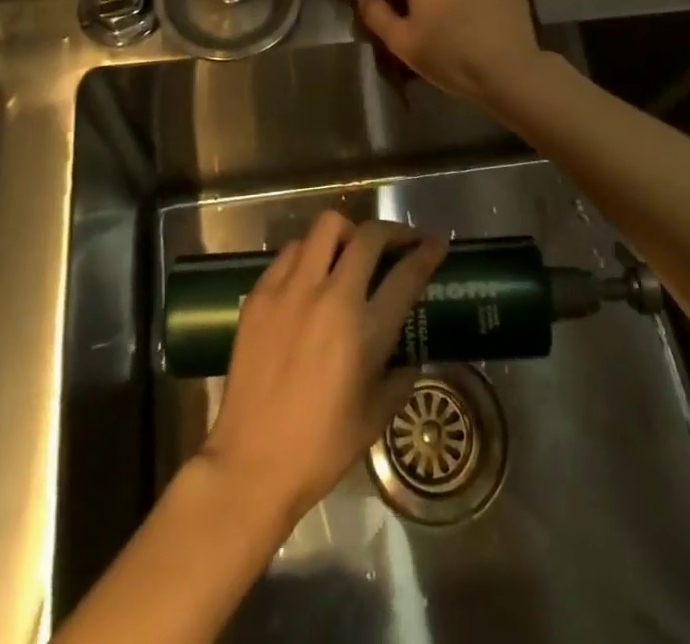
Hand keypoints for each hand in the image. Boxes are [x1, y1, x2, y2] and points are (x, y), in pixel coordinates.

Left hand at [201, 213, 446, 531]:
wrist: (252, 462)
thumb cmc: (322, 447)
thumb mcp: (377, 416)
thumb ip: (400, 376)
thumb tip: (410, 354)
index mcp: (365, 330)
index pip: (406, 274)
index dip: (426, 253)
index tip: (436, 242)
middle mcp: (330, 296)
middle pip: (368, 236)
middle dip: (391, 231)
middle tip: (398, 242)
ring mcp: (291, 289)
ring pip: (325, 228)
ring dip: (346, 235)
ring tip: (349, 254)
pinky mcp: (260, 293)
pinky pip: (290, 252)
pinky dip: (308, 254)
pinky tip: (310, 276)